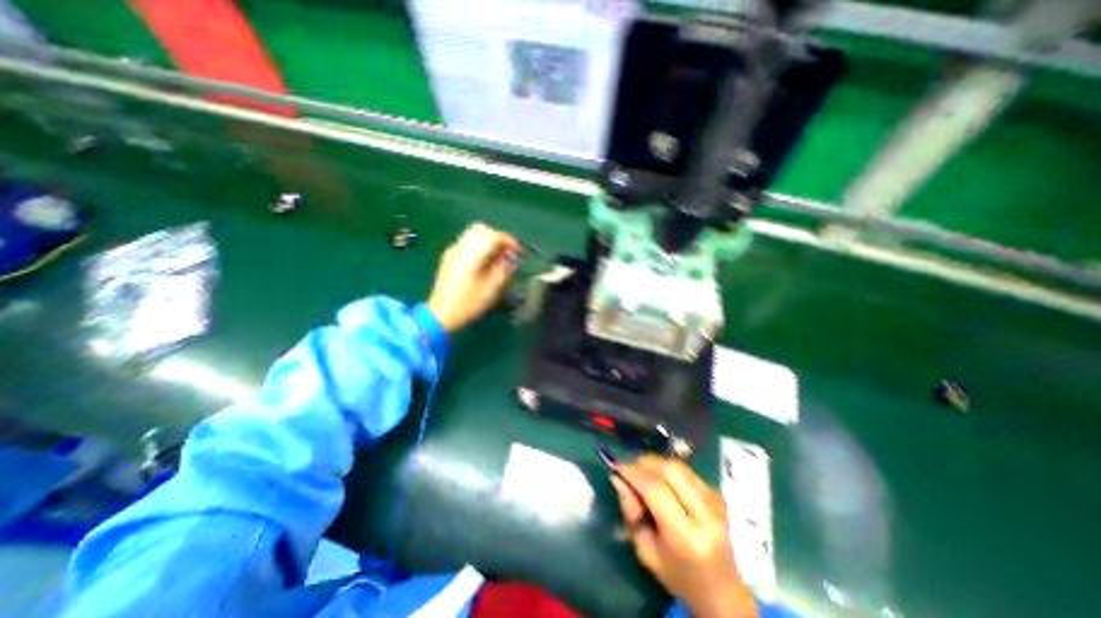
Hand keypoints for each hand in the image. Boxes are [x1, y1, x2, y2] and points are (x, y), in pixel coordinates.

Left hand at [424, 222, 521, 333]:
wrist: (440, 313)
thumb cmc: (468, 303)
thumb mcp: (491, 289)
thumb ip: (503, 269)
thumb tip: (508, 258)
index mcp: (472, 255)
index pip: (494, 236)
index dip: (509, 241)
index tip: (518, 252)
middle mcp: (461, 247)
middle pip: (482, 229)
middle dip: (498, 238)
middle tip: (508, 252)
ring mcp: (453, 250)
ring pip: (473, 233)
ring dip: (489, 240)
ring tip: (498, 256)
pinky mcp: (449, 256)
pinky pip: (467, 242)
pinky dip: (479, 245)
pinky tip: (484, 260)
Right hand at [612, 453, 758, 616]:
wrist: (722, 592)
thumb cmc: (678, 577)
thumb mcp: (645, 551)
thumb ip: (631, 511)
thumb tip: (617, 477)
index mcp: (686, 537)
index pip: (655, 489)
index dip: (633, 472)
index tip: (616, 466)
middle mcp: (705, 515)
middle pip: (670, 470)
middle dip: (644, 462)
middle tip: (628, 466)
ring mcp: (716, 503)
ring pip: (679, 466)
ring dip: (656, 462)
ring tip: (641, 470)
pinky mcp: (719, 495)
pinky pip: (687, 470)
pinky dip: (669, 468)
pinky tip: (660, 478)